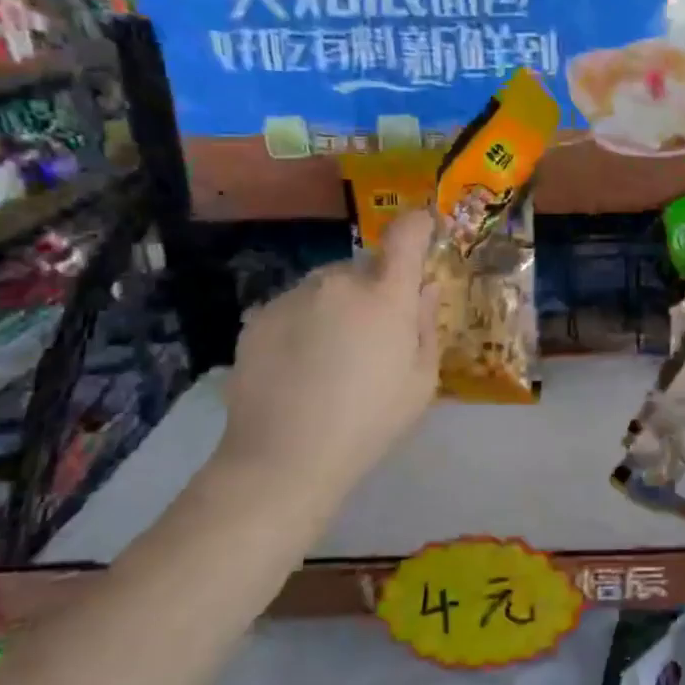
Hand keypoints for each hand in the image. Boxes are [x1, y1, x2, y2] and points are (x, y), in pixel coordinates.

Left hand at [212, 210, 438, 518]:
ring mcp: (292, 297)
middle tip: (375, 334)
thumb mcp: (421, 381)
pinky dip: (304, 322)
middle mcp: (337, 283)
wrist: (283, 460)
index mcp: (385, 296)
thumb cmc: (369, 423)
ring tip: (331, 356)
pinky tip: (300, 365)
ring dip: (337, 305)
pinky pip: (294, 306)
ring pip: (327, 286)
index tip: (424, 228)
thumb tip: (424, 288)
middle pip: (364, 267)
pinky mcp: (258, 317)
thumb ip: (426, 325)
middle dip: (375, 288)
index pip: (405, 235)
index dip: (418, 225)